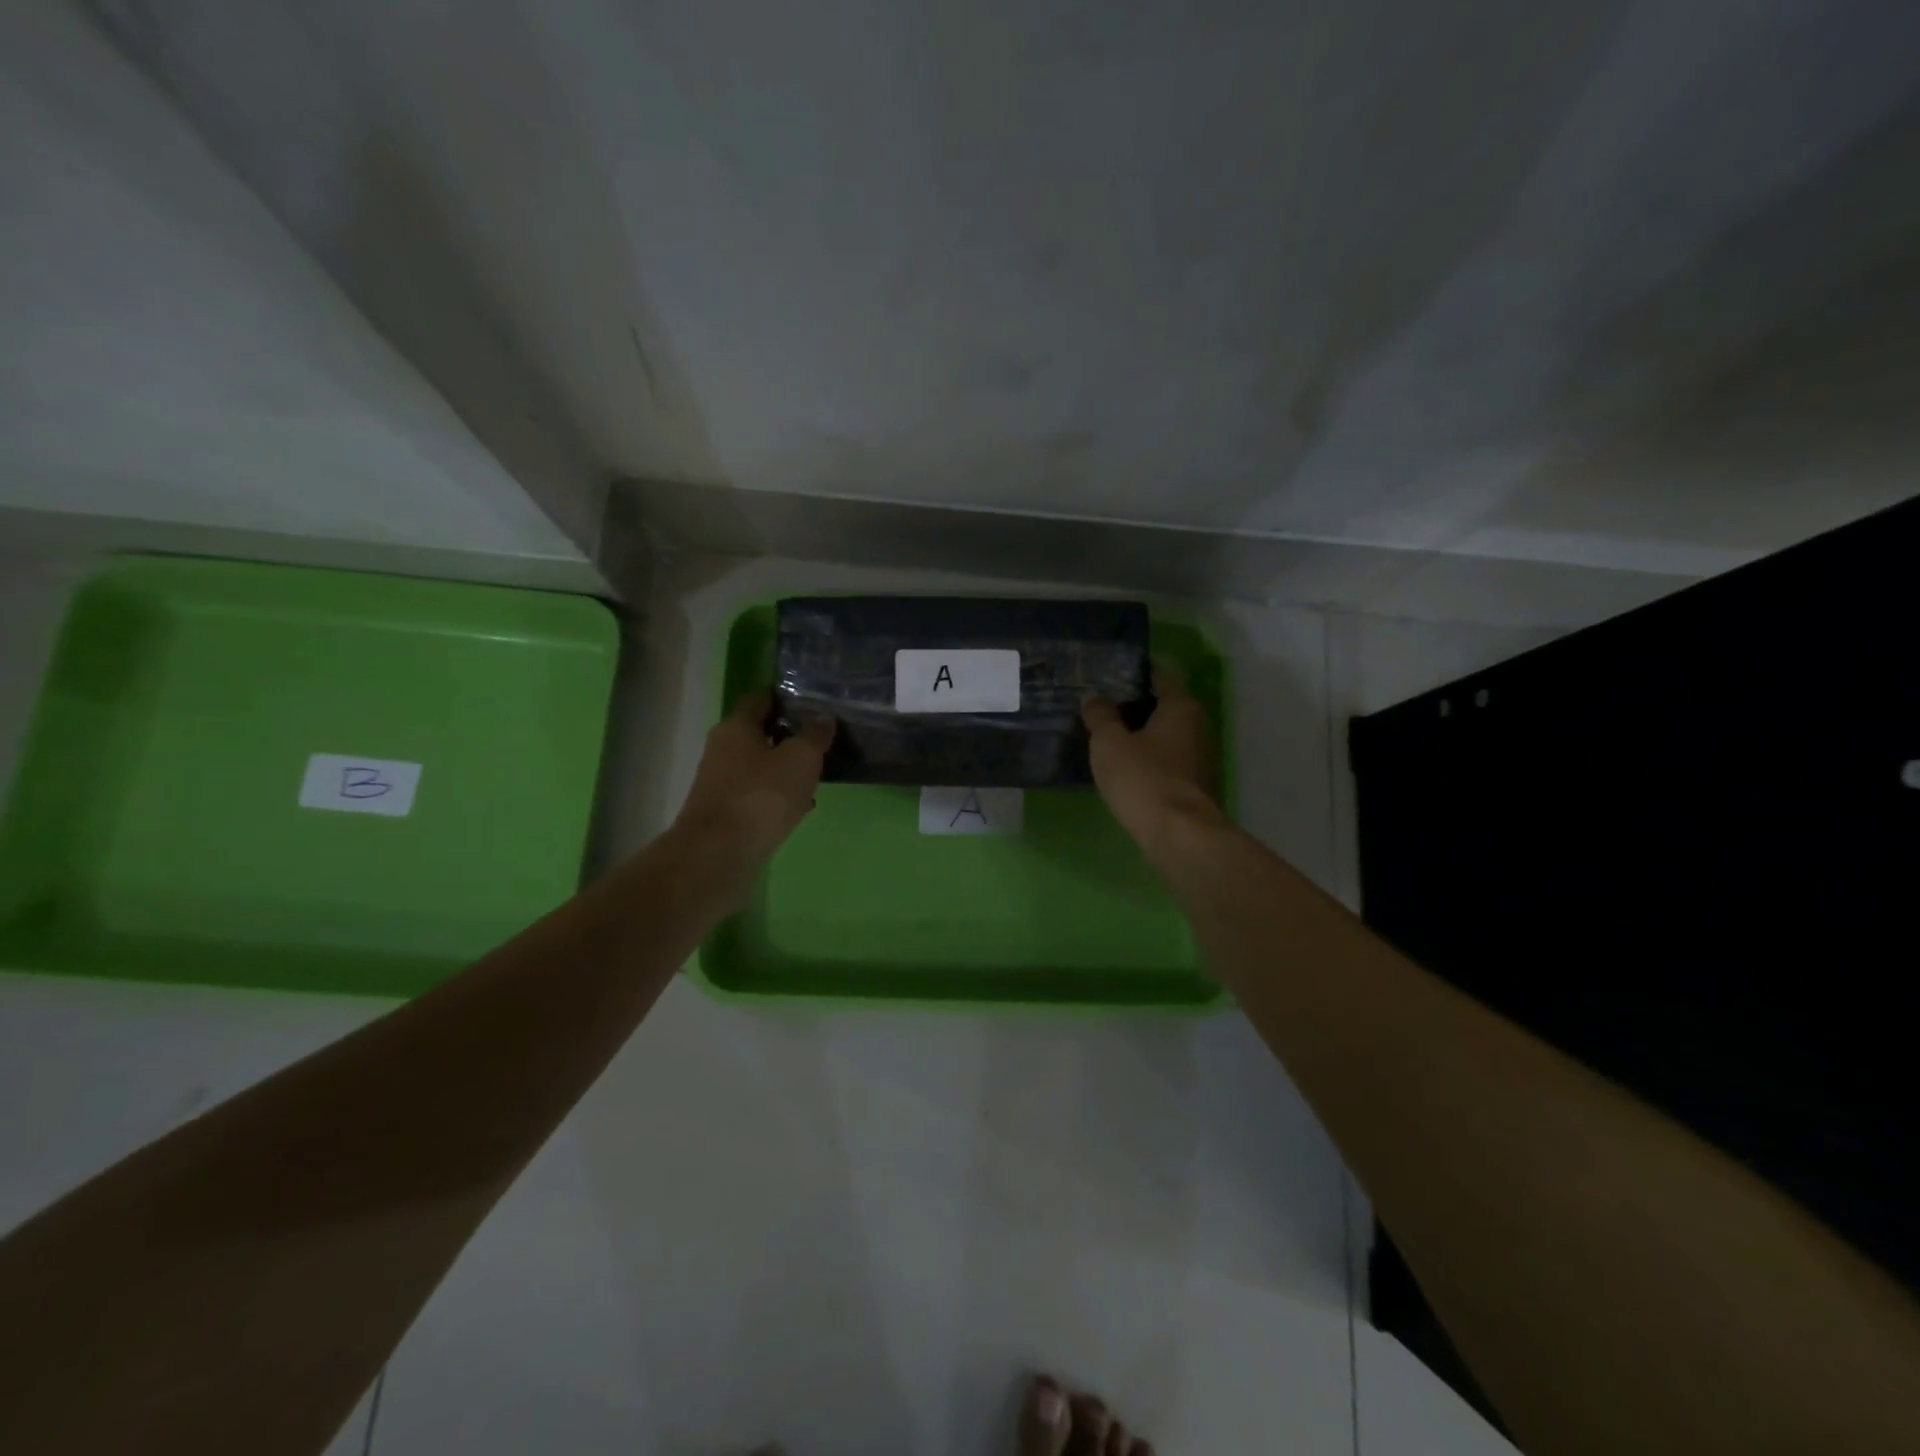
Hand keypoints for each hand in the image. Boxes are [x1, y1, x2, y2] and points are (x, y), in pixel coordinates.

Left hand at [673, 689, 834, 868]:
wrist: (718, 855)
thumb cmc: (761, 796)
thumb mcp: (800, 759)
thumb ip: (815, 735)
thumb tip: (823, 717)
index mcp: (736, 727)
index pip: (761, 698)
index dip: (786, 695)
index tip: (813, 698)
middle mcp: (723, 750)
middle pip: (760, 732)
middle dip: (789, 733)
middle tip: (822, 735)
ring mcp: (722, 783)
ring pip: (760, 766)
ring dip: (786, 767)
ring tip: (818, 771)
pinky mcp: (726, 813)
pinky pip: (758, 795)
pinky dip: (779, 795)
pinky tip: (802, 805)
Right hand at [1083, 659, 1221, 861]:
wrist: (1177, 834)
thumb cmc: (1143, 778)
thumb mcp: (1109, 743)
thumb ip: (1100, 716)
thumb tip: (1094, 696)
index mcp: (1180, 706)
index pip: (1162, 674)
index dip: (1137, 670)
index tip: (1111, 672)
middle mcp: (1196, 725)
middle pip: (1164, 703)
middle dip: (1135, 702)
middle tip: (1101, 703)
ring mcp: (1198, 756)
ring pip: (1165, 733)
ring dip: (1140, 732)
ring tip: (1107, 733)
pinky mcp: (1192, 783)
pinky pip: (1166, 758)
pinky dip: (1147, 755)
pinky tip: (1123, 764)